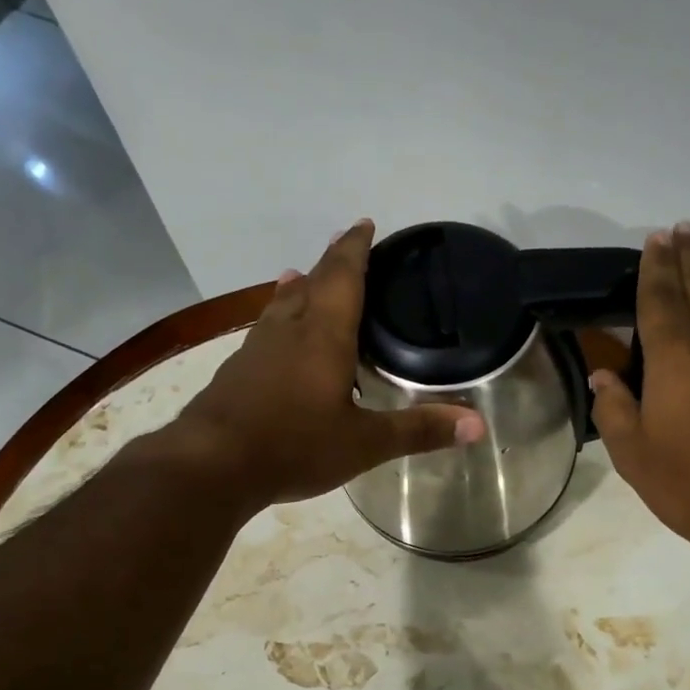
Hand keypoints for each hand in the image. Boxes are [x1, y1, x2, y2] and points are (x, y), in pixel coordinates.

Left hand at [168, 219, 484, 510]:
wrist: (211, 466)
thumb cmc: (294, 445)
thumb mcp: (364, 443)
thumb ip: (418, 431)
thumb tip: (478, 425)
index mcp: (324, 335)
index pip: (344, 276)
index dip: (356, 248)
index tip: (364, 223)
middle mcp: (288, 331)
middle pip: (312, 284)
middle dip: (332, 263)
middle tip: (346, 246)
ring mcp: (256, 349)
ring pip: (281, 307)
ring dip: (298, 289)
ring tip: (302, 277)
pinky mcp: (236, 372)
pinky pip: (264, 333)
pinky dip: (277, 321)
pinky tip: (273, 338)